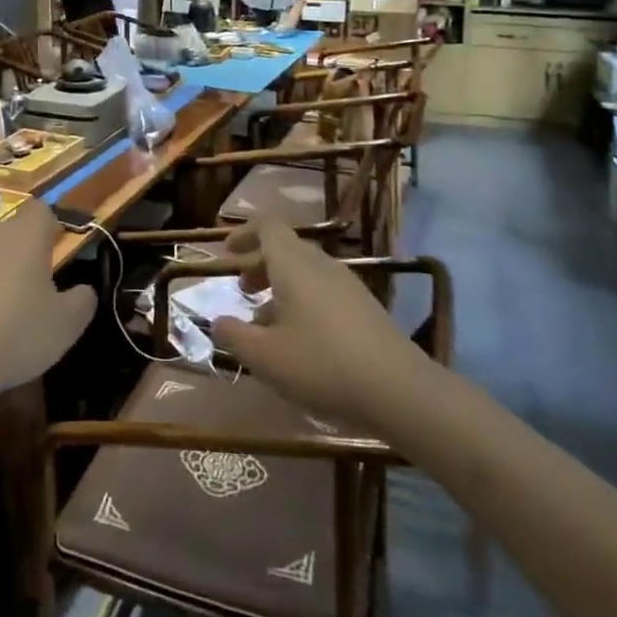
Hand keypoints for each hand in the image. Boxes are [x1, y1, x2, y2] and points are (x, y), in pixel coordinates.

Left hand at [0, 200, 94, 398]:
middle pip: (12, 235)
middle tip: (37, 292)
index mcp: (25, 236)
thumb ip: (83, 300)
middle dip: (25, 256)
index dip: (52, 228)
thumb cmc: (17, 333)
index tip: (58, 255)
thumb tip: (84, 290)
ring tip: (5, 315)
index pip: (41, 211)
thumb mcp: (68, 324)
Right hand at [209, 221, 421, 428]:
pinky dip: (303, 301)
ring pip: (305, 271)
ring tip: (267, 323)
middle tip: (242, 290)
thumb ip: (234, 336)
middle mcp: (320, 264)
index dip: (243, 233)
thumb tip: (217, 322)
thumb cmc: (322, 364)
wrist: (400, 390)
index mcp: (293, 264)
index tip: (227, 253)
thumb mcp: (265, 358)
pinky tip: (301, 341)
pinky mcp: (365, 307)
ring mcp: (347, 284)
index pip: (266, 226)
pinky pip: (323, 290)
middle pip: (285, 248)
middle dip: (259, 264)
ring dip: (280, 287)